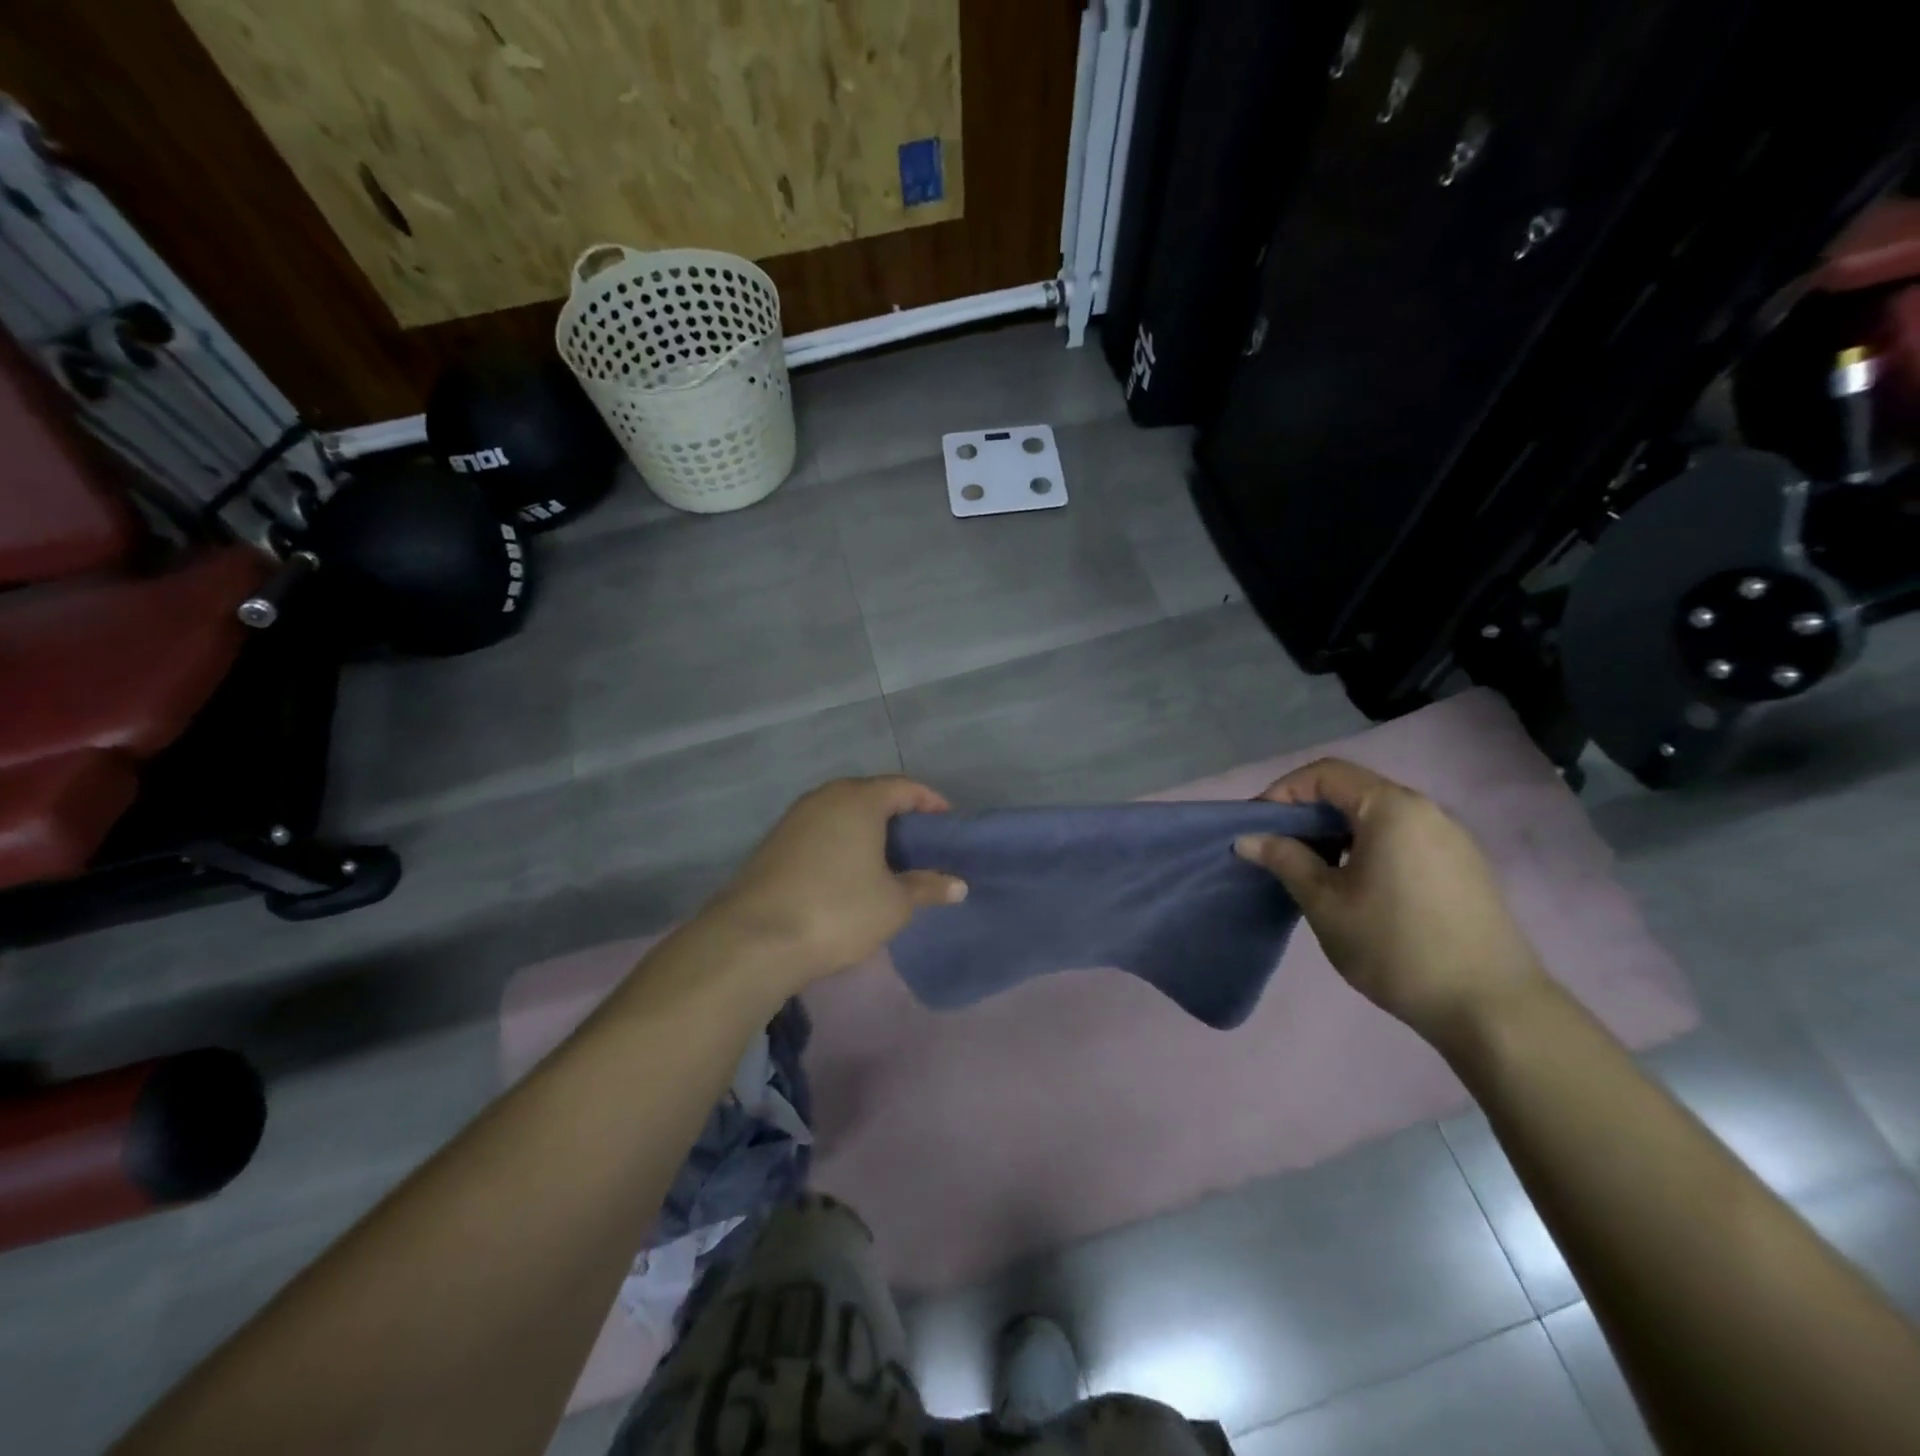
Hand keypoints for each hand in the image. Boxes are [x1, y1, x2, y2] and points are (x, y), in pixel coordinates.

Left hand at [702, 776, 967, 987]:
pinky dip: (841, 843)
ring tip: (887, 860)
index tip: (948, 825)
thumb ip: (927, 887)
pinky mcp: (774, 843)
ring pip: (842, 813)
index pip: (904, 787)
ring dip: (867, 830)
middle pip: (871, 795)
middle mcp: (825, 797)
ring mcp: (795, 818)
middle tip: (920, 845)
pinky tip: (849, 873)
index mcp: (859, 800)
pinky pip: (821, 831)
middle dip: (899, 815)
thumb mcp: (894, 903)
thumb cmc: (838, 910)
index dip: (931, 803)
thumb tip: (957, 885)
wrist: (755, 939)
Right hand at [1233, 758, 1547, 1046]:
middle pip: (1353, 791)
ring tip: (1312, 870)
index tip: (1258, 827)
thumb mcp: (1326, 903)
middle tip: (1277, 849)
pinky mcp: (1464, 867)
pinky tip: (1356, 887)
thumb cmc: (1396, 946)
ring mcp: (1451, 839)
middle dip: (1308, 814)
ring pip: (1379, 817)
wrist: (1491, 1008)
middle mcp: (1426, 811)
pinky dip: (1368, 848)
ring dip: (1337, 833)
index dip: (1283, 792)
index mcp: (1392, 808)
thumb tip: (1248, 838)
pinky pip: (1403, 839)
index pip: (1325, 774)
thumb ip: (1286, 860)